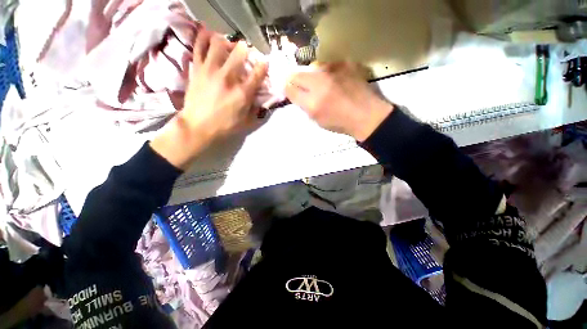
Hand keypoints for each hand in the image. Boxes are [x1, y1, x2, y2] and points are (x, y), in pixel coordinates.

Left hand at [151, 28, 267, 168]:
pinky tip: (210, 38)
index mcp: (242, 93)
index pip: (258, 72)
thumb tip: (261, 98)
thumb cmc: (225, 126)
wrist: (198, 126)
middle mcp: (228, 77)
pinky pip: (199, 45)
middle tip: (245, 53)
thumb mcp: (247, 122)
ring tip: (227, 47)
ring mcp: (211, 70)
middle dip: (246, 49)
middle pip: (240, 51)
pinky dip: (205, 38)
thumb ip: (256, 108)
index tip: (264, 63)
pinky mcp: (197, 68)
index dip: (263, 65)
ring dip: (226, 42)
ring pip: (219, 43)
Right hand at [285, 62, 392, 141]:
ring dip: (312, 75)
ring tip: (321, 83)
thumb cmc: (340, 122)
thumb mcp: (317, 120)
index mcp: (312, 102)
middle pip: (297, 74)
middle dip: (295, 79)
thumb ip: (304, 105)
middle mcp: (320, 83)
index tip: (289, 89)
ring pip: (312, 67)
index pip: (289, 88)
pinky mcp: (345, 63)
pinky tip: (335, 80)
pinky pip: (329, 64)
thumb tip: (295, 93)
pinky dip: (328, 72)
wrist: (367, 115)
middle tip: (301, 85)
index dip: (287, 88)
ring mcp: (333, 70)